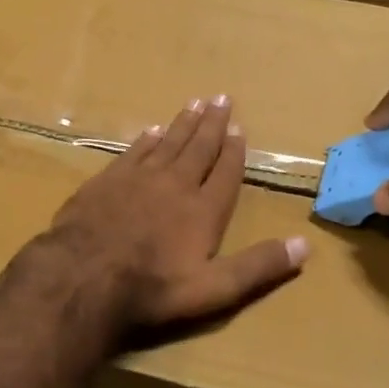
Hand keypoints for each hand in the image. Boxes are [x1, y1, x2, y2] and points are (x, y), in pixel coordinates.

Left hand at [50, 96, 308, 328]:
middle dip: (212, 124)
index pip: (225, 173)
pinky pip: (134, 152)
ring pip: (167, 144)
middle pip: (198, 148)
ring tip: (194, 104)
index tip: (239, 128)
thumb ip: (258, 266)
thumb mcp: (215, 289)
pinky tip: (152, 131)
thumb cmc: (153, 287)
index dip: (234, 151)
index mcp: (204, 210)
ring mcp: (138, 179)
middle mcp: (175, 185)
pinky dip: (146, 140)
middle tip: (221, 98)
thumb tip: (305, 245)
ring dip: (182, 124)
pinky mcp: (107, 181)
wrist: (83, 275)